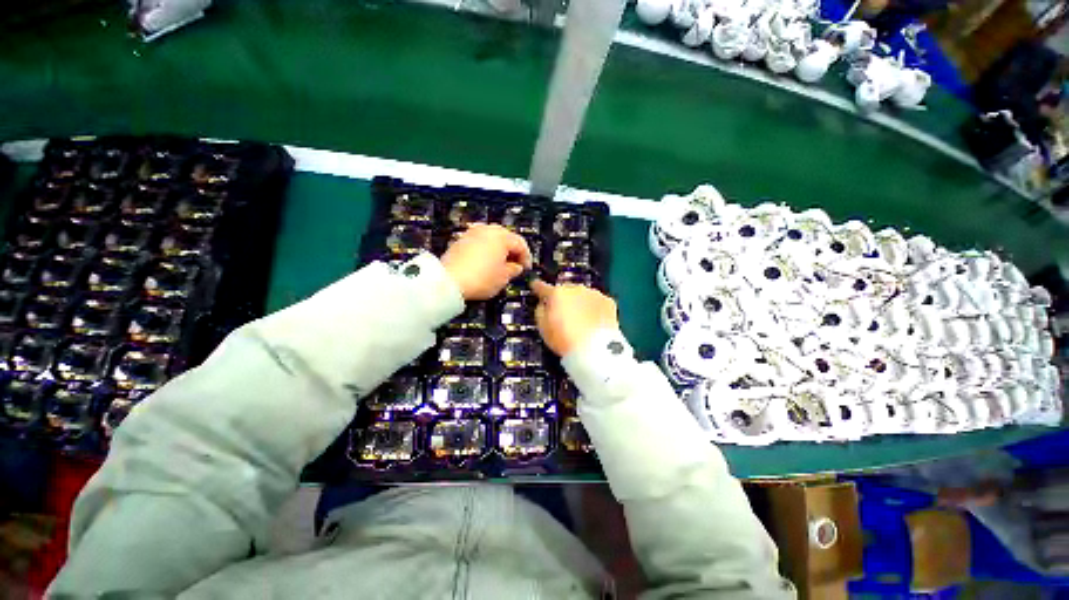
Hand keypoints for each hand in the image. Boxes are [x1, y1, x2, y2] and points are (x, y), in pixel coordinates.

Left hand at [441, 224, 531, 299]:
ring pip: (492, 239)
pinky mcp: (461, 240)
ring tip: (500, 265)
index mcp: (501, 236)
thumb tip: (516, 266)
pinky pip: (480, 242)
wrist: (449, 280)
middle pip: (506, 237)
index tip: (526, 269)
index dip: (526, 257)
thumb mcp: (503, 277)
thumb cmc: (481, 278)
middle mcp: (487, 229)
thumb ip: (514, 269)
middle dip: (512, 251)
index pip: (520, 244)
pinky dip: (487, 250)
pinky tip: (486, 263)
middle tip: (515, 266)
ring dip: (499, 250)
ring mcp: (472, 233)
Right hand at [531, 280, 618, 356]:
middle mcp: (575, 288)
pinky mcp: (608, 302)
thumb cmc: (563, 339)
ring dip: (579, 303)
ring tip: (581, 319)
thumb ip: (541, 311)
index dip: (537, 286)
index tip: (534, 285)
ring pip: (582, 295)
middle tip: (563, 314)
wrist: (595, 349)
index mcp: (556, 294)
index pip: (542, 287)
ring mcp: (593, 293)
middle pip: (565, 291)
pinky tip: (594, 321)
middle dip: (563, 299)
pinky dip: (594, 308)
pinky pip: (596, 302)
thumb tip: (544, 304)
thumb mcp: (542, 327)